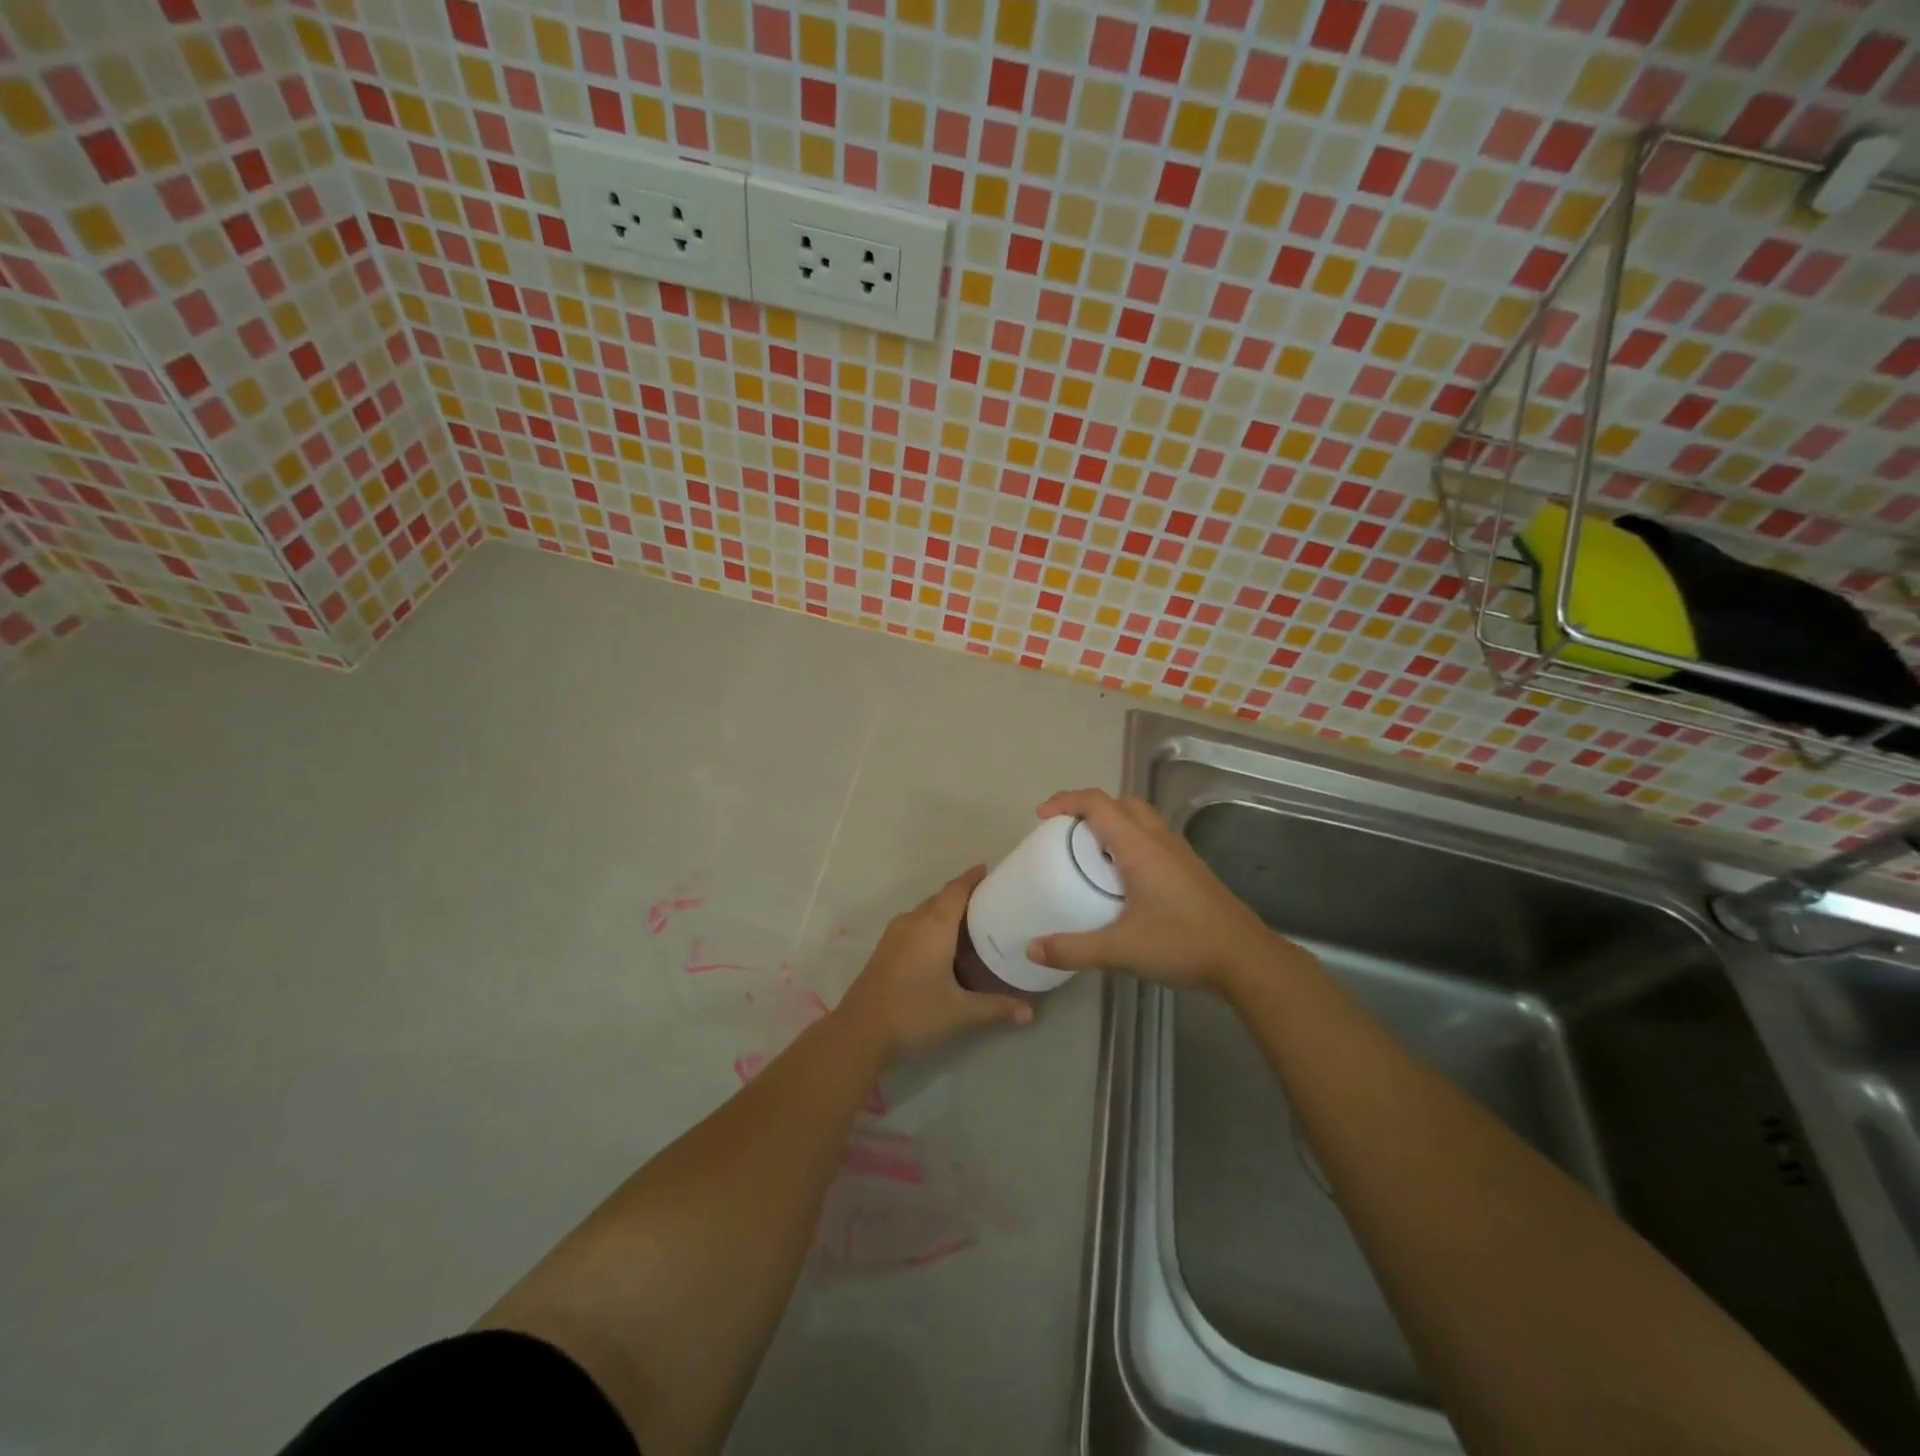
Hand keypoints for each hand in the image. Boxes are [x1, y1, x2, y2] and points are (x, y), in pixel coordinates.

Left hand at [835, 866, 1032, 1065]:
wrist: (859, 1032)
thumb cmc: (914, 1013)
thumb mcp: (960, 1012)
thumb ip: (996, 1008)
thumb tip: (1029, 1012)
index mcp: (934, 925)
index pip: (957, 890)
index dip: (973, 878)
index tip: (991, 871)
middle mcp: (913, 921)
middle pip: (941, 898)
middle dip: (963, 894)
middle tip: (990, 900)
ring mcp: (895, 934)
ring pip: (925, 912)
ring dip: (945, 911)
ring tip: (970, 922)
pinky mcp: (885, 949)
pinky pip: (914, 925)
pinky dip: (931, 925)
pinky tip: (942, 945)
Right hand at [1026, 789, 1286, 993]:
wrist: (1247, 960)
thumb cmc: (1182, 944)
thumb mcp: (1120, 950)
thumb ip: (1074, 949)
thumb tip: (1032, 948)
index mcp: (1140, 847)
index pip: (1098, 804)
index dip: (1067, 801)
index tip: (1042, 816)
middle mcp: (1160, 841)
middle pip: (1122, 804)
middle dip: (1090, 809)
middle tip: (1066, 833)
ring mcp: (1180, 854)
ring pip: (1142, 819)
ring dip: (1113, 824)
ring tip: (1091, 853)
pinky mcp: (1191, 870)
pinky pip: (1154, 839)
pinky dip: (1131, 842)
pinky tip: (1124, 878)